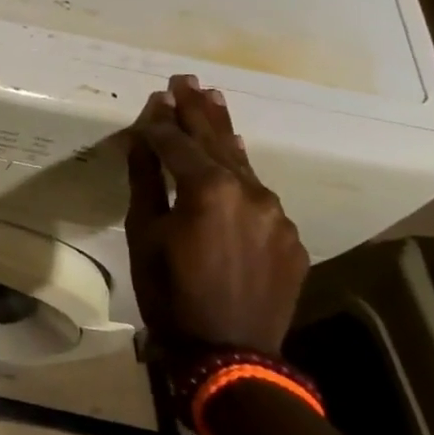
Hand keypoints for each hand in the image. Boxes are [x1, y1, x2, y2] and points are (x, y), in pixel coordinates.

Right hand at [125, 75, 308, 359]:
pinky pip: (260, 195)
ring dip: (224, 133)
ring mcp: (276, 214)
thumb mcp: (145, 233)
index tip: (154, 97)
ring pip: (242, 163)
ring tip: (213, 100)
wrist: (230, 355)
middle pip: (216, 140)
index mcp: (209, 188)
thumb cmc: (171, 293)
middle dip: (198, 109)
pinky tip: (234, 160)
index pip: (177, 142)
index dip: (161, 121)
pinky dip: (241, 173)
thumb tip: (144, 137)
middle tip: (187, 79)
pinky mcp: (290, 237)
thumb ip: (147, 179)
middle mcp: (249, 191)